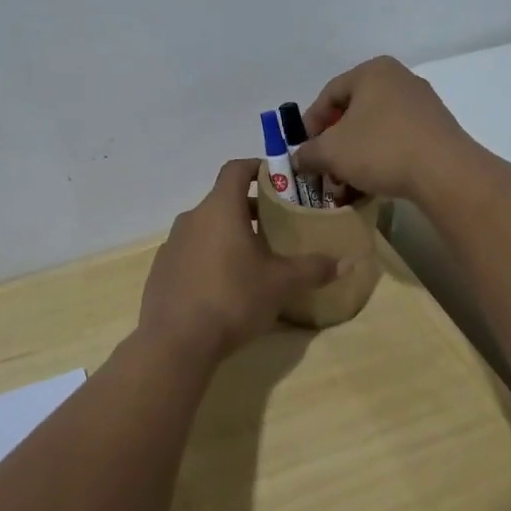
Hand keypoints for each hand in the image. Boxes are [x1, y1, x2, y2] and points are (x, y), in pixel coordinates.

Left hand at [138, 159, 337, 362]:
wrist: (176, 342)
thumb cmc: (233, 298)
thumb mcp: (281, 283)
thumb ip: (314, 268)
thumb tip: (349, 262)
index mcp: (220, 208)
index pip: (235, 169)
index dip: (256, 168)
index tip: (276, 178)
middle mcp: (192, 218)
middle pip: (223, 201)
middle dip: (250, 209)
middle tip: (276, 226)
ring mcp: (172, 244)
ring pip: (206, 228)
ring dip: (228, 235)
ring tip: (253, 259)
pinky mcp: (161, 271)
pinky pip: (191, 253)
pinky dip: (209, 258)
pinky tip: (224, 286)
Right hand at [291, 56, 474, 201]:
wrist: (445, 172)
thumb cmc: (380, 149)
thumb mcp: (331, 152)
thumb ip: (308, 153)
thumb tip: (299, 159)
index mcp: (372, 72)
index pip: (329, 94)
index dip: (310, 124)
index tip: (305, 152)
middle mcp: (399, 79)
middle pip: (353, 112)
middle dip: (335, 144)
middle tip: (324, 169)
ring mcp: (422, 104)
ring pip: (375, 129)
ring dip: (356, 156)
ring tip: (347, 184)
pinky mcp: (437, 129)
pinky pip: (398, 140)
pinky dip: (381, 159)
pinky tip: (373, 183)